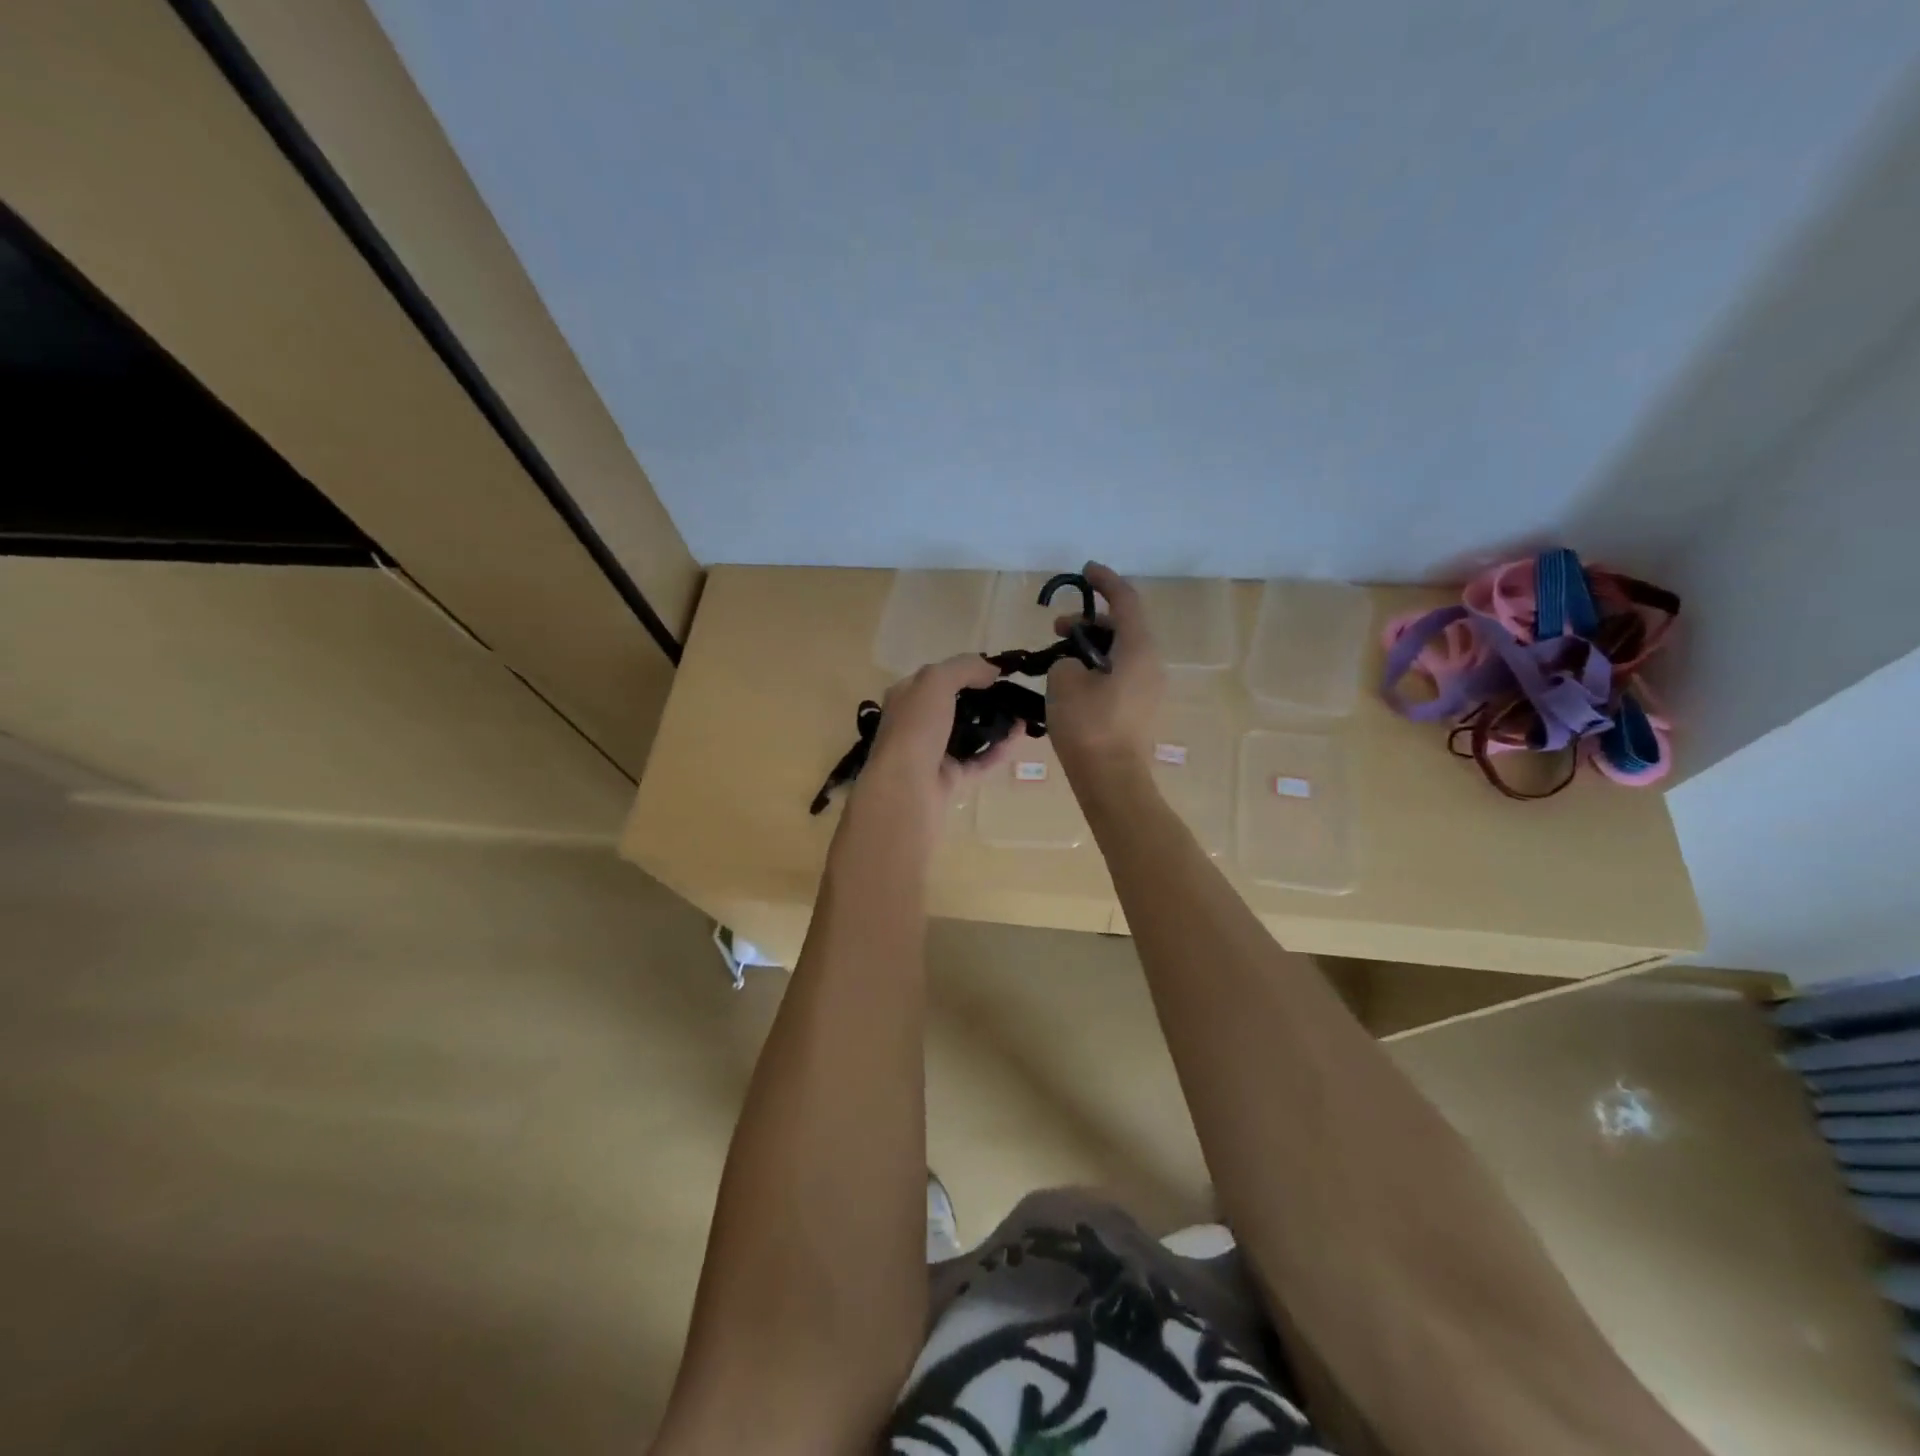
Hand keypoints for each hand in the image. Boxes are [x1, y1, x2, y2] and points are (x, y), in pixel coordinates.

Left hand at [852, 653, 1023, 836]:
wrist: (906, 787)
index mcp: (906, 697)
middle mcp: (916, 724)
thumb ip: (964, 667)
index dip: (964, 671)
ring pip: (968, 735)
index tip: (995, 672)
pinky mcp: (949, 779)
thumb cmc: (916, 727)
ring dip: (993, 725)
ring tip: (1021, 714)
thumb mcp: (936, 681)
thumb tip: (991, 670)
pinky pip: (978, 761)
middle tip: (1012, 694)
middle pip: (954, 706)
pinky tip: (1018, 737)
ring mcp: (932, 753)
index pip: (936, 678)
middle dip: (983, 699)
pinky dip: (997, 750)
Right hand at [1046, 562, 1164, 783]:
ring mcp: (1149, 688)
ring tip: (1059, 655)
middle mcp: (1151, 663)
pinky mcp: (1140, 708)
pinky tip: (1072, 680)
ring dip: (1091, 646)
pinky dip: (1098, 667)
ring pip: (1121, 652)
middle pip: (1124, 627)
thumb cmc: (1088, 725)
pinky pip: (1120, 673)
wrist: (1111, 779)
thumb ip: (1067, 660)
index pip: (1126, 601)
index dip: (1105, 582)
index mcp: (1138, 649)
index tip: (1085, 570)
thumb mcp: (1064, 682)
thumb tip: (1075, 667)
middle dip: (1090, 620)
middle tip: (1057, 626)